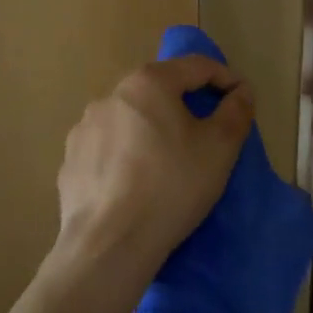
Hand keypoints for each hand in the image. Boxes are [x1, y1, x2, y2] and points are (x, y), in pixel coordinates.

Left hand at [55, 55, 254, 282]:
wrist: (109, 245)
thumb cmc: (172, 186)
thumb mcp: (220, 148)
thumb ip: (236, 111)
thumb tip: (240, 92)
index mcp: (148, 83)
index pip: (197, 66)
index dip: (226, 79)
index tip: (242, 100)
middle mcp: (111, 95)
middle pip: (160, 89)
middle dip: (187, 105)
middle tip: (208, 133)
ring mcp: (84, 128)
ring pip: (131, 118)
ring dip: (153, 129)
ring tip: (168, 162)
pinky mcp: (70, 160)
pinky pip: (108, 147)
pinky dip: (127, 155)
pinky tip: (136, 183)